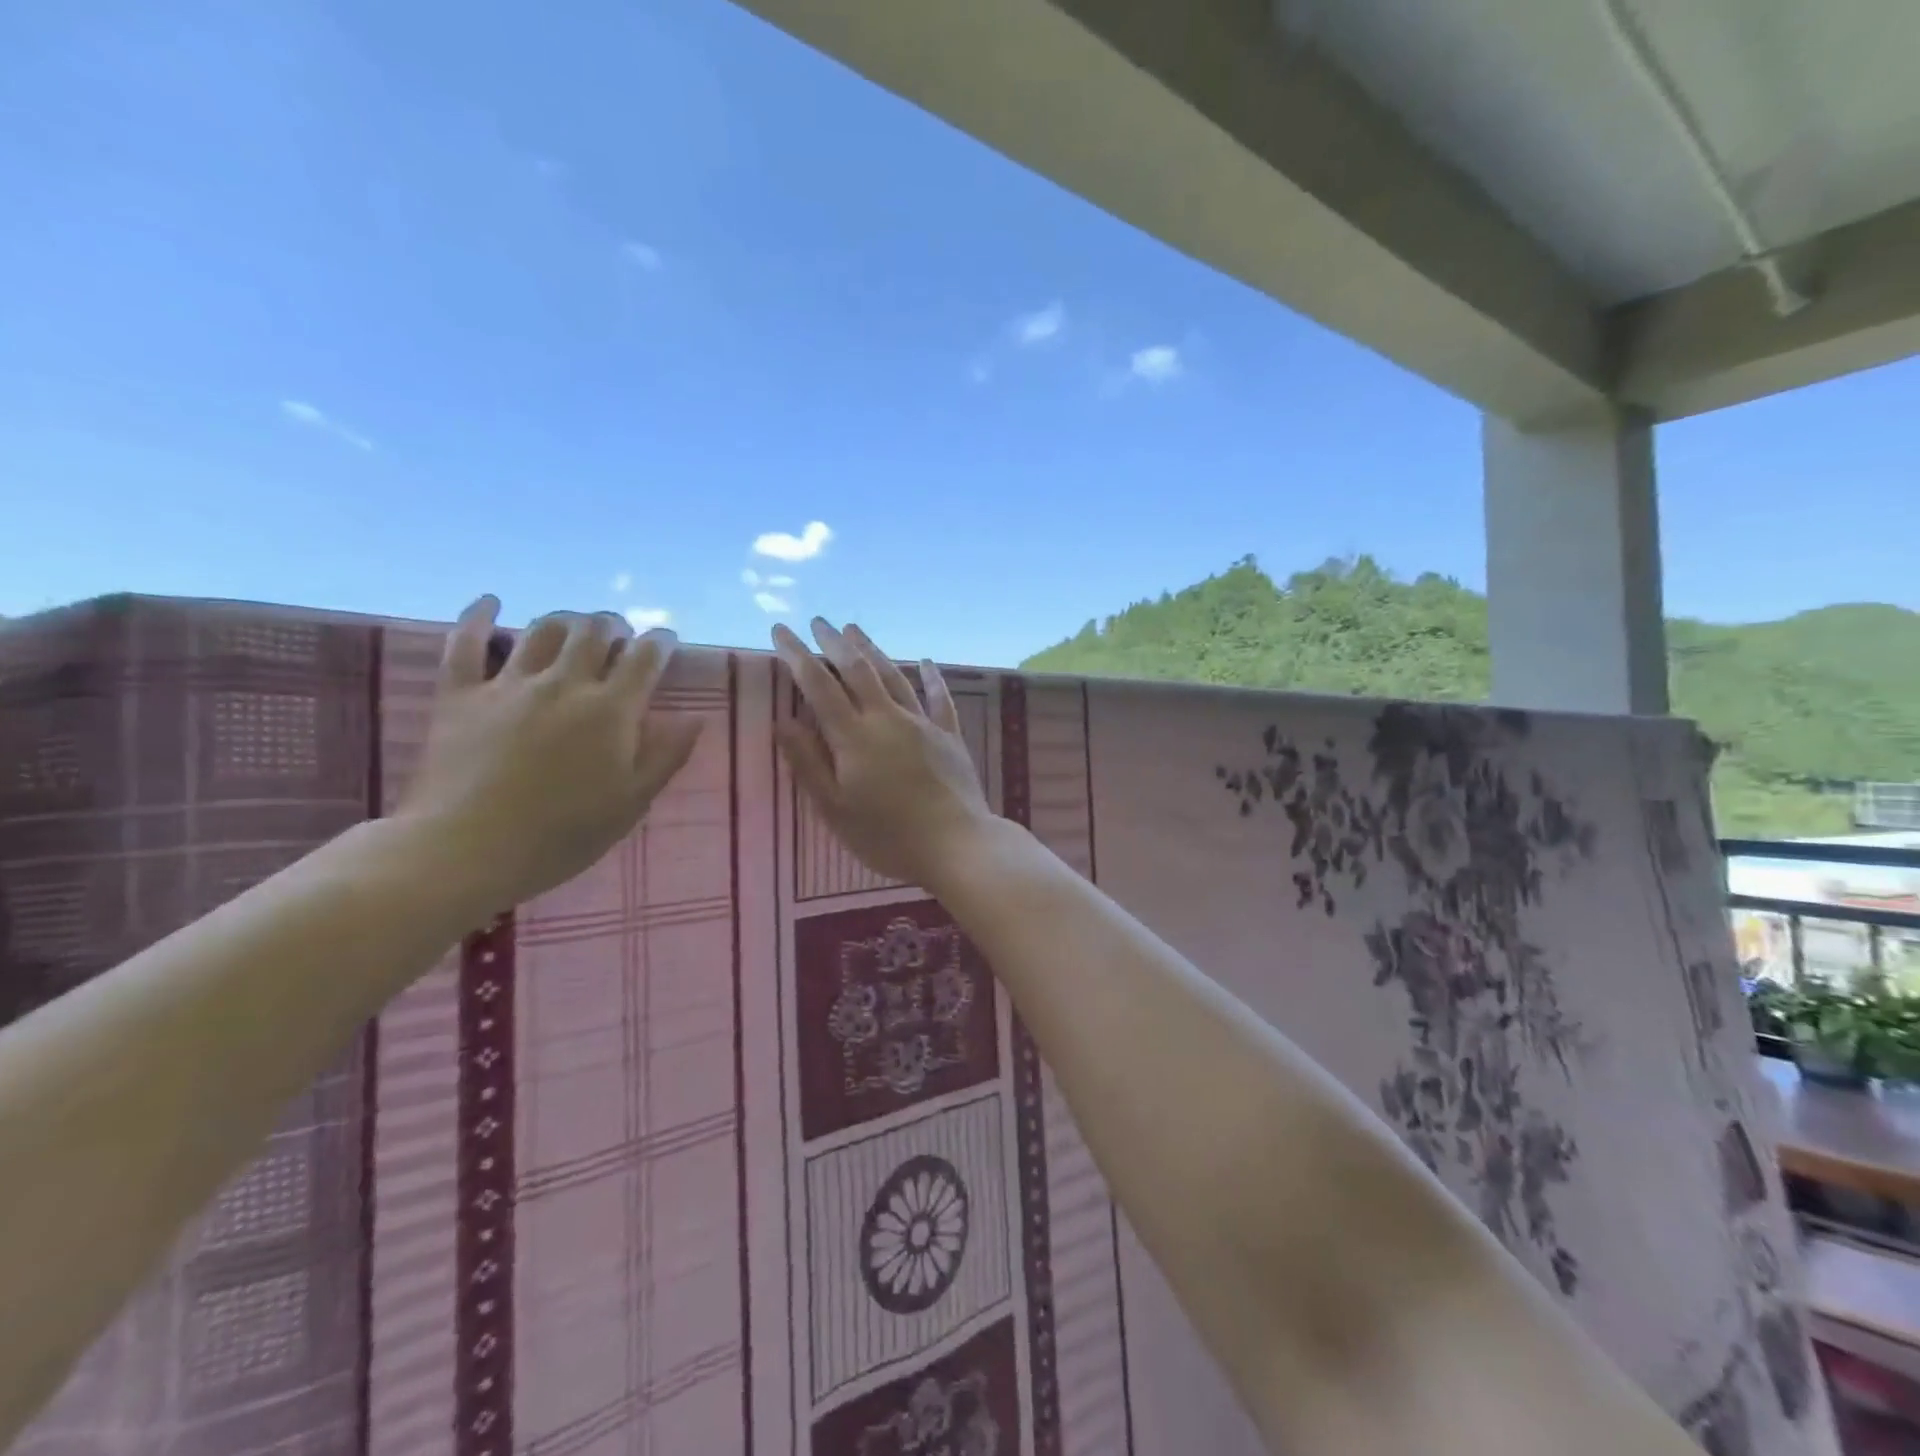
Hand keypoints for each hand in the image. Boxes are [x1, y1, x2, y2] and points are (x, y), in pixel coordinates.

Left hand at [398, 597, 703, 915]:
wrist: (466, 851)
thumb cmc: (562, 835)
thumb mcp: (631, 803)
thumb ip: (666, 756)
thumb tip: (696, 717)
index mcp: (611, 710)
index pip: (645, 657)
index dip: (660, 642)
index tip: (666, 641)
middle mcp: (564, 684)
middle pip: (595, 630)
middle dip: (615, 625)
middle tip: (621, 637)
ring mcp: (509, 685)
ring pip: (543, 629)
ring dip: (566, 620)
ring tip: (574, 629)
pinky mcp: (461, 695)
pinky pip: (465, 644)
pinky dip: (479, 617)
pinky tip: (491, 602)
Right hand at [773, 619, 995, 888]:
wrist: (956, 845)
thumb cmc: (887, 835)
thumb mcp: (835, 809)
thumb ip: (808, 763)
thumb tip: (782, 722)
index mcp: (853, 737)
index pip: (818, 685)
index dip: (797, 655)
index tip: (780, 631)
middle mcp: (887, 719)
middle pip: (857, 669)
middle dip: (834, 642)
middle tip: (818, 621)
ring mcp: (922, 724)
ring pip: (893, 676)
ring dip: (873, 650)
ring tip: (855, 629)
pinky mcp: (950, 736)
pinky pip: (939, 698)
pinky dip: (932, 677)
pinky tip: (926, 661)